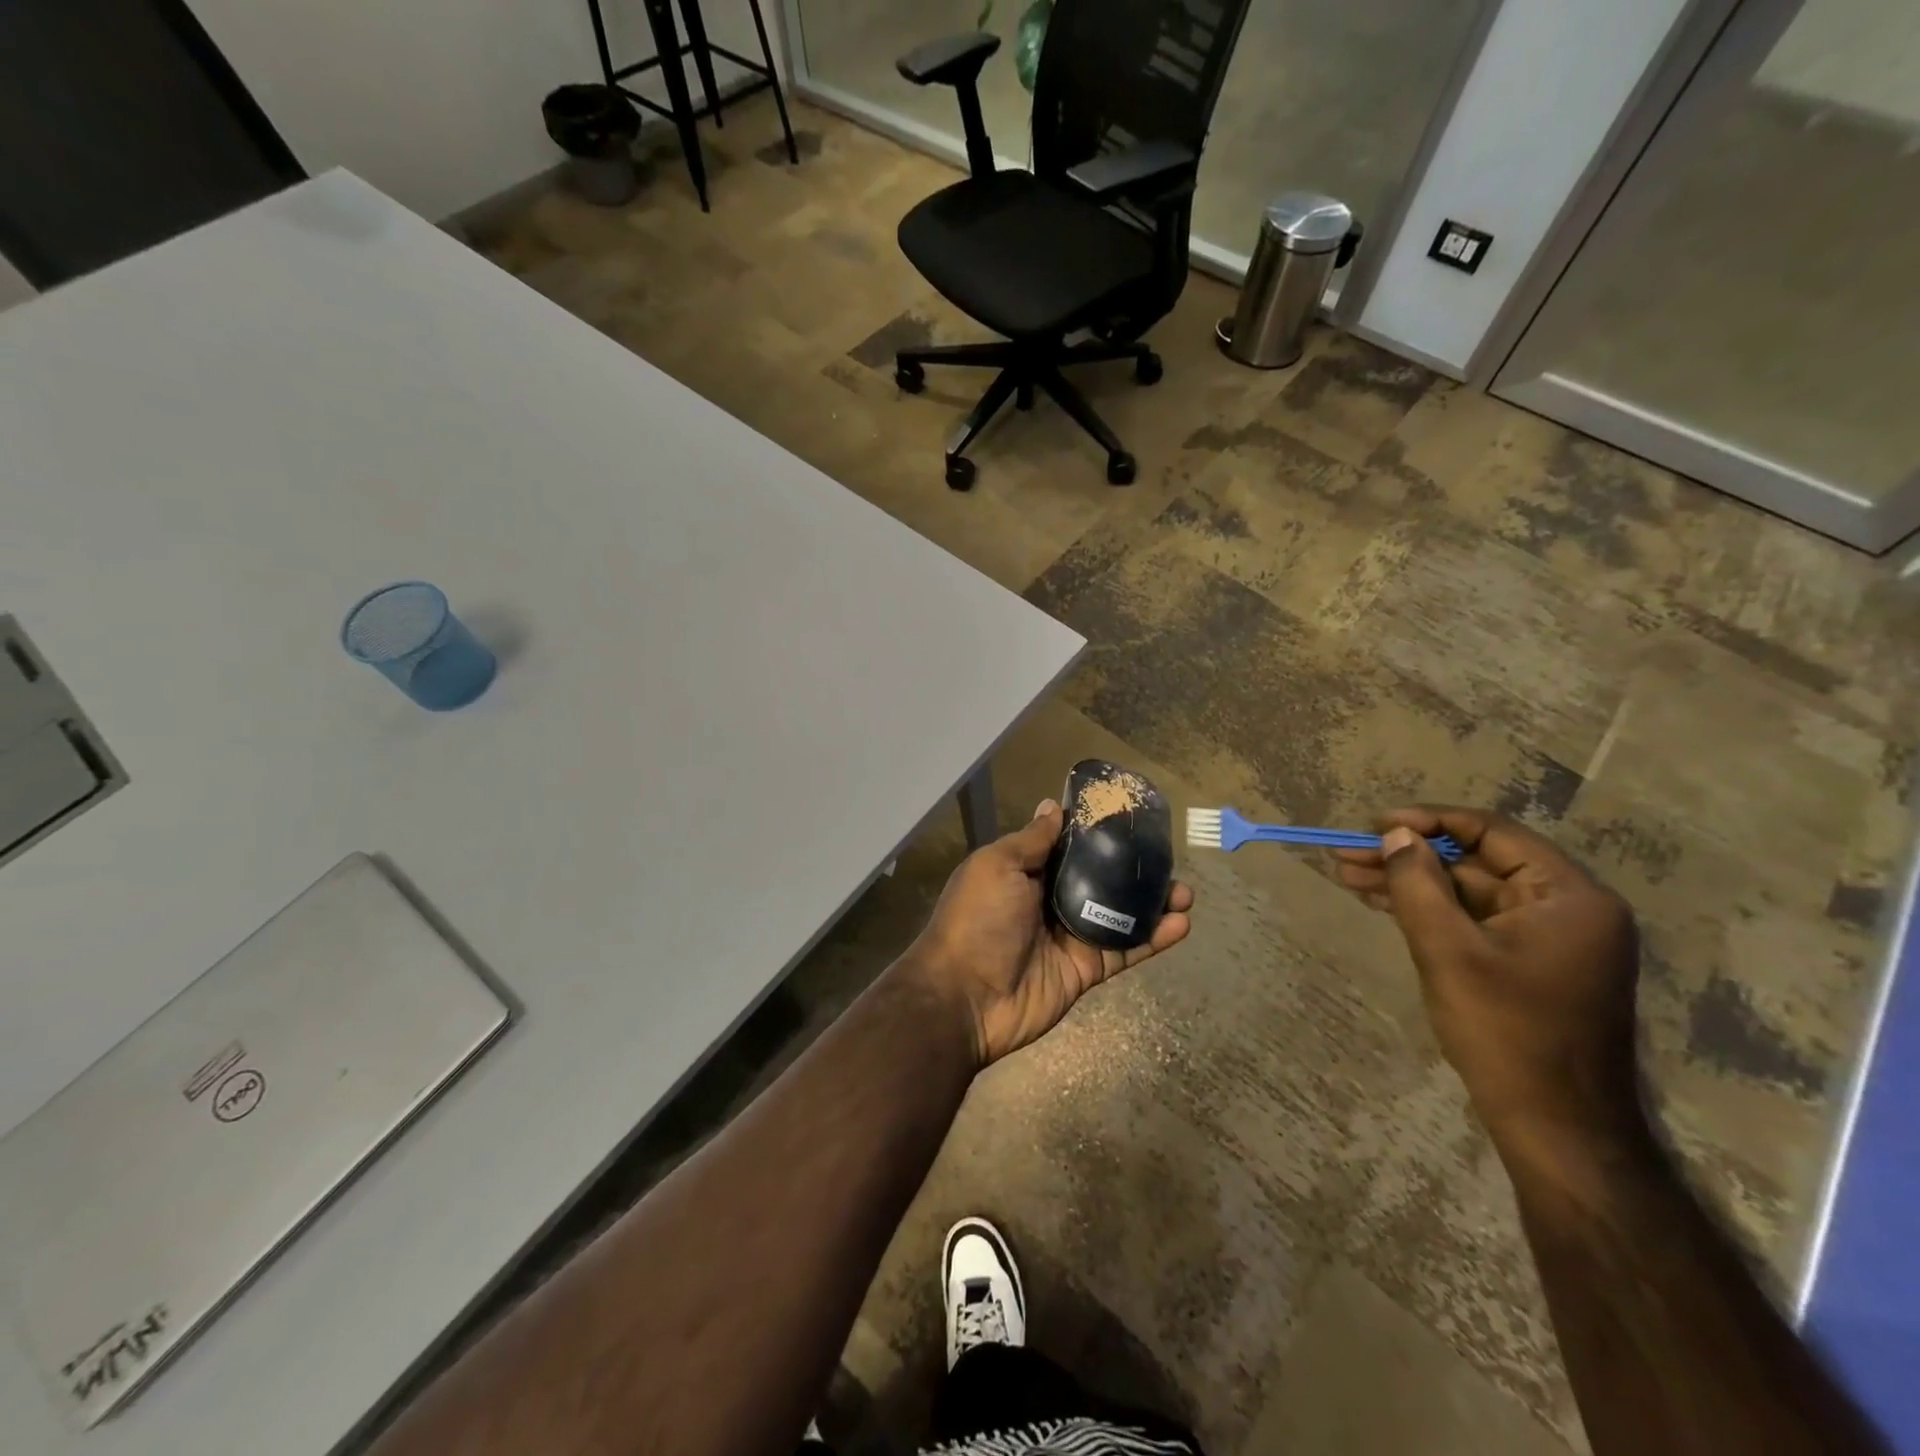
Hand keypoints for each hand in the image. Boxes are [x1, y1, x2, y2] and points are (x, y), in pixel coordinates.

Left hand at [907, 799, 1194, 1066]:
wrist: (966, 998)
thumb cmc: (977, 920)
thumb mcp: (996, 866)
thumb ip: (1031, 840)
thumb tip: (1053, 806)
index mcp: (1025, 872)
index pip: (1068, 847)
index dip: (1097, 833)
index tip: (1129, 817)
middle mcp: (1050, 900)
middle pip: (1100, 879)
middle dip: (1133, 869)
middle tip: (1166, 856)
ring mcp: (1071, 936)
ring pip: (1119, 914)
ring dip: (1152, 903)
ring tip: (1185, 891)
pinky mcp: (1086, 969)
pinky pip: (1125, 950)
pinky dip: (1154, 938)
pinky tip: (1182, 923)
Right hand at [1335, 807, 1641, 1143]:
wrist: (1555, 1125)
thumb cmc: (1505, 1030)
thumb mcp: (1448, 949)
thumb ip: (1417, 883)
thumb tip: (1394, 834)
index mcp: (1569, 895)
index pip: (1492, 832)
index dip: (1427, 822)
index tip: (1374, 824)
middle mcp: (1568, 908)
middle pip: (1475, 862)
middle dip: (1407, 857)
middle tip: (1346, 854)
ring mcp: (1550, 938)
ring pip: (1468, 892)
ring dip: (1410, 883)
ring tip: (1348, 875)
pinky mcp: (1530, 963)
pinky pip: (1474, 920)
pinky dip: (1430, 910)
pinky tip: (1382, 902)